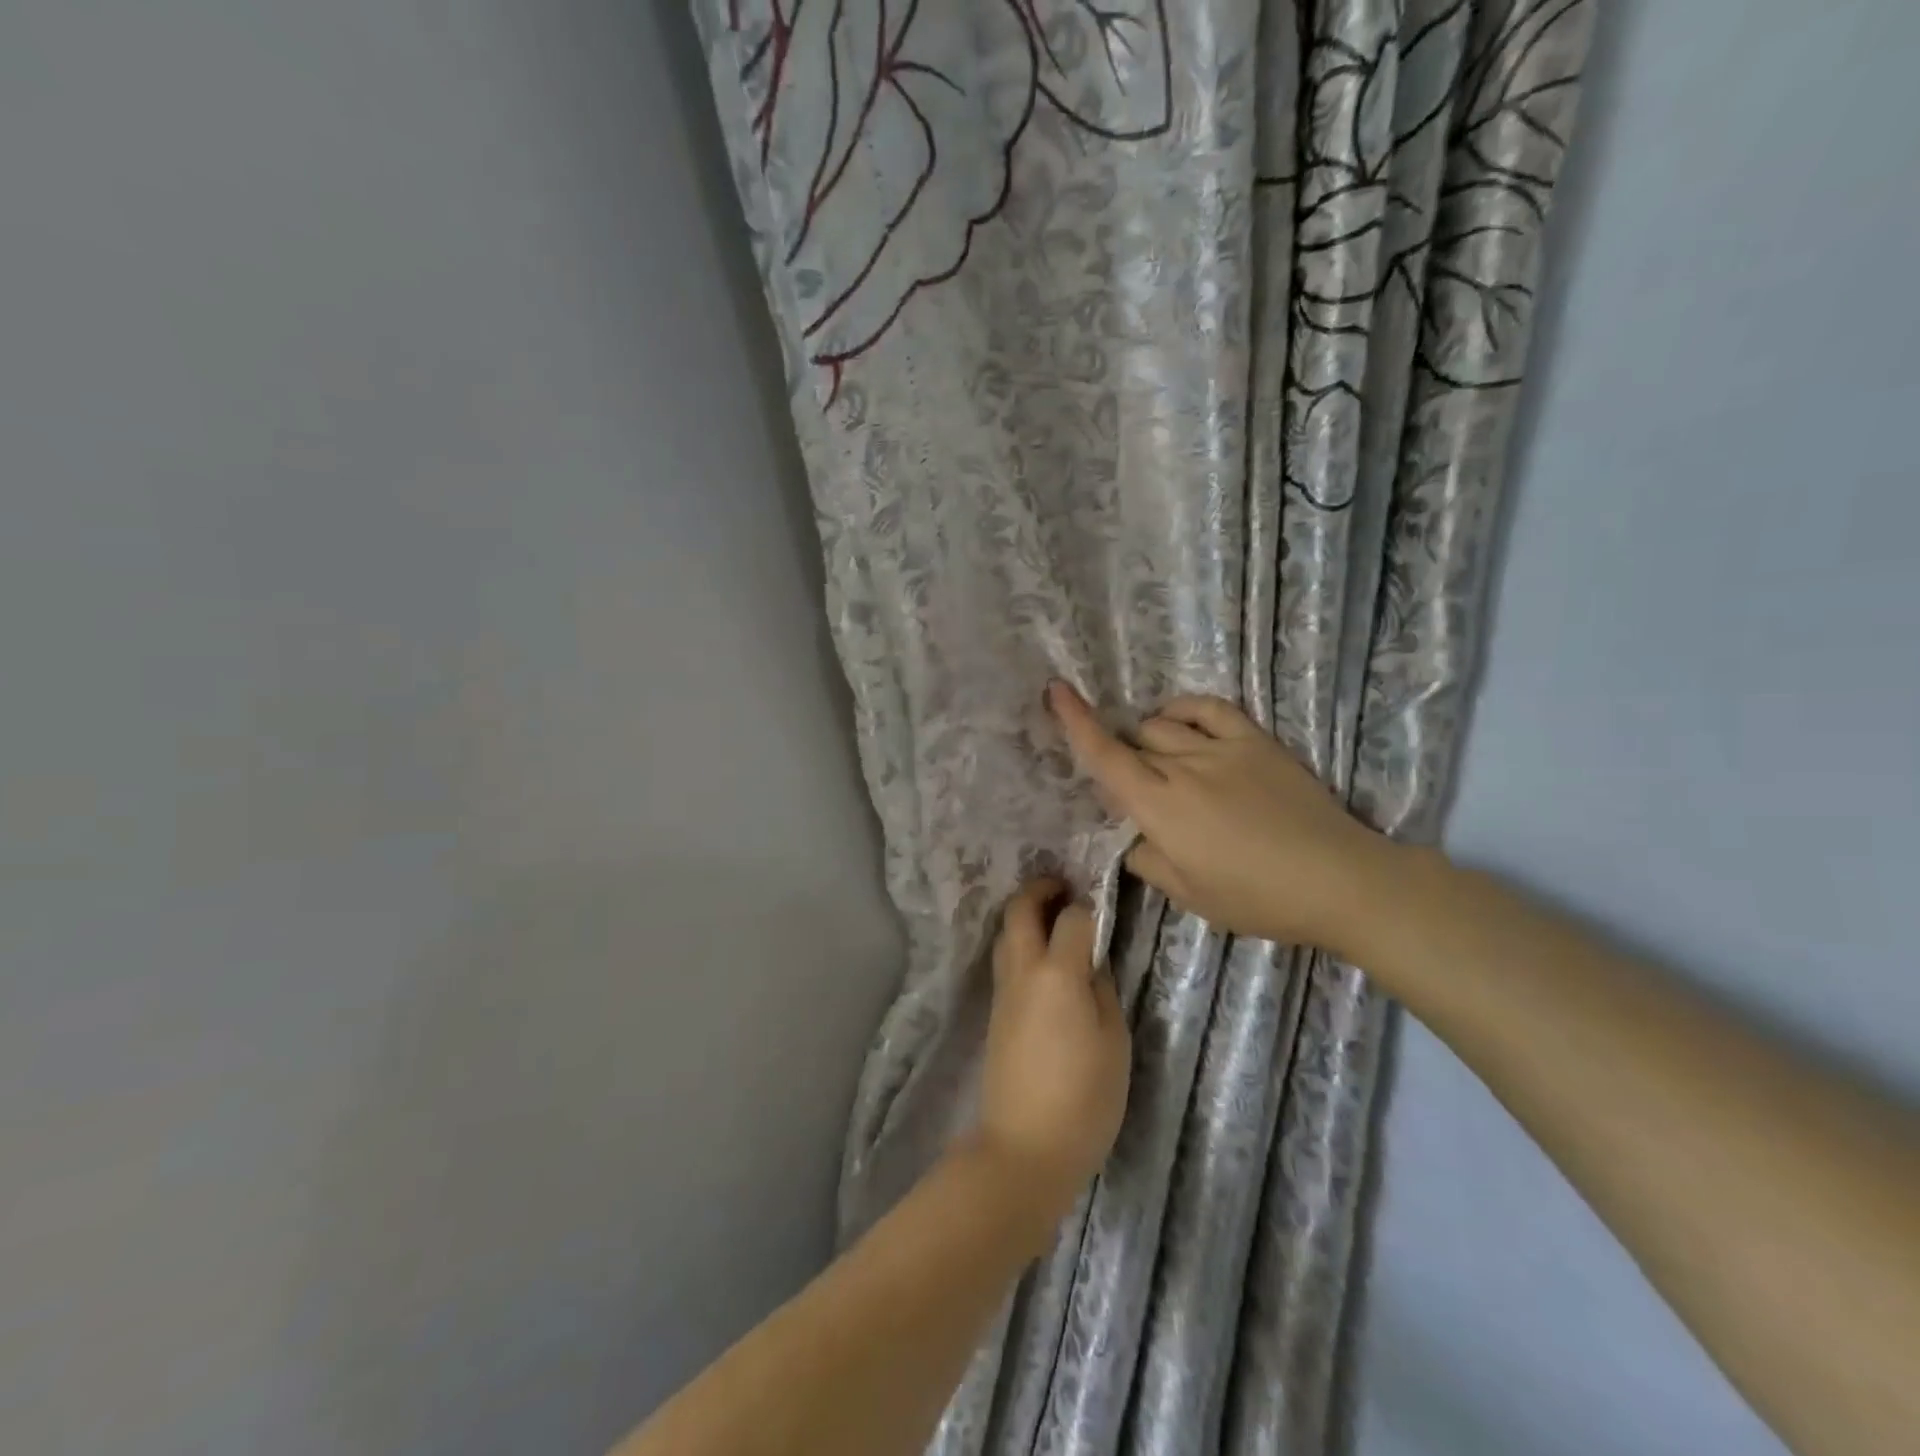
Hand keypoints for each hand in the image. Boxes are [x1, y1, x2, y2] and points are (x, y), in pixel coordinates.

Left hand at [973, 879, 1131, 1223]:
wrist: (1025, 1147)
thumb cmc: (1084, 1098)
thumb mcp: (1113, 1042)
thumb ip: (1102, 990)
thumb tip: (1091, 960)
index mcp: (1056, 974)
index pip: (1070, 917)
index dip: (1087, 907)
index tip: (1101, 909)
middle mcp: (1022, 971)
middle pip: (1019, 910)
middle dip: (1040, 889)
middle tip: (1066, 888)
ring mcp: (1003, 991)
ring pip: (1005, 933)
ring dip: (1025, 915)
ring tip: (1054, 920)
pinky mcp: (995, 1011)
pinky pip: (1005, 959)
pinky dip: (1020, 942)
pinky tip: (1043, 959)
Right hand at [1046, 681, 1396, 955]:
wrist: (1339, 880)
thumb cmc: (1258, 898)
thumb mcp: (1190, 896)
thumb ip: (1147, 861)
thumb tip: (1134, 838)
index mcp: (1161, 808)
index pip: (1106, 757)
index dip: (1075, 722)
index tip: (1055, 690)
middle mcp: (1183, 767)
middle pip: (1133, 743)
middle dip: (1122, 759)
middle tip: (1138, 793)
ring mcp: (1221, 748)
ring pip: (1163, 725)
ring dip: (1149, 740)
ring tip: (1161, 762)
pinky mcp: (1254, 740)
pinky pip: (1208, 708)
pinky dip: (1184, 709)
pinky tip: (1179, 720)